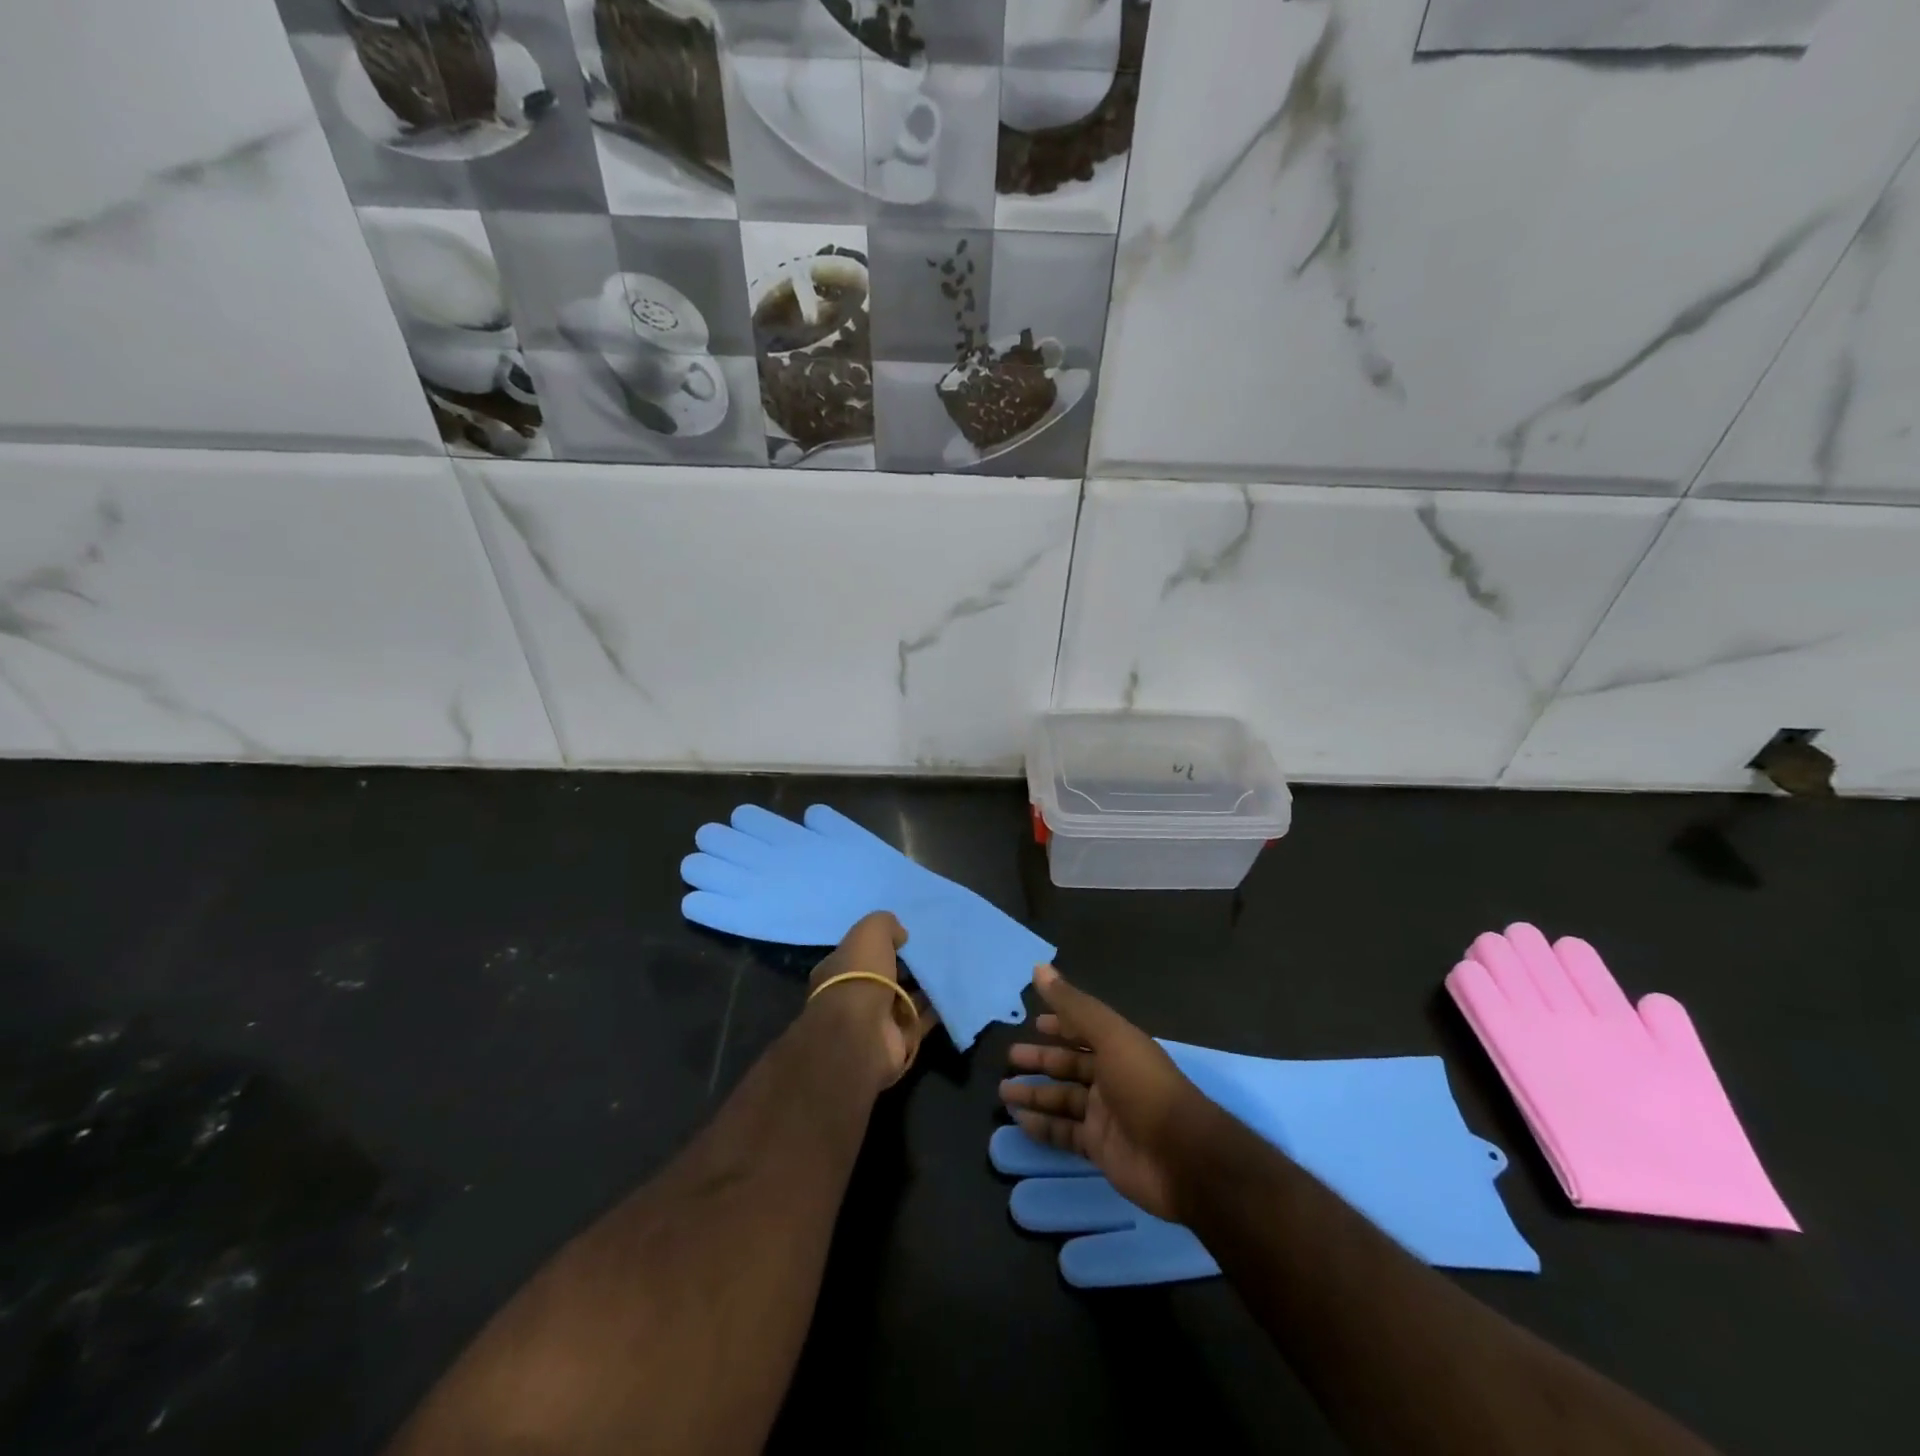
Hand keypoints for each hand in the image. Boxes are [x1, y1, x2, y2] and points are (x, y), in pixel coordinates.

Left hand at [806, 911, 935, 1089]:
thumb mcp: (869, 933)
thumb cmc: (859, 976)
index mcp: (837, 971)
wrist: (863, 1032)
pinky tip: (954, 993)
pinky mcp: (898, 1041)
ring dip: (924, 988)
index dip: (882, 945)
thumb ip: (884, 924)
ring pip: (905, 999)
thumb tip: (900, 934)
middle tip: (933, 952)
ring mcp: (875, 1022)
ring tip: (949, 969)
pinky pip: (921, 1020)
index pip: (860, 954)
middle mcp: (852, 997)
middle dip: (906, 967)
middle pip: (885, 977)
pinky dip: (936, 1009)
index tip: (906, 937)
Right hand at [999, 965, 1209, 1222]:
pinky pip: (1065, 1134)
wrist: (1181, 1156)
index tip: (1034, 1023)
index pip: (1083, 1030)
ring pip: (1063, 1099)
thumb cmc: (1144, 1086)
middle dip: (1041, 1060)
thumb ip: (1073, 1005)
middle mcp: (1111, 1077)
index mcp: (1118, 1046)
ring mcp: (1105, 1114)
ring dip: (1035, 1094)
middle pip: (1069, 1065)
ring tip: (1003, 1091)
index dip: (1060, 1025)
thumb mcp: (1109, 1036)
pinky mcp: (1100, 1148)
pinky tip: (1019, 1121)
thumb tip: (1039, 967)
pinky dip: (1042, 1127)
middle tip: (1009, 1058)